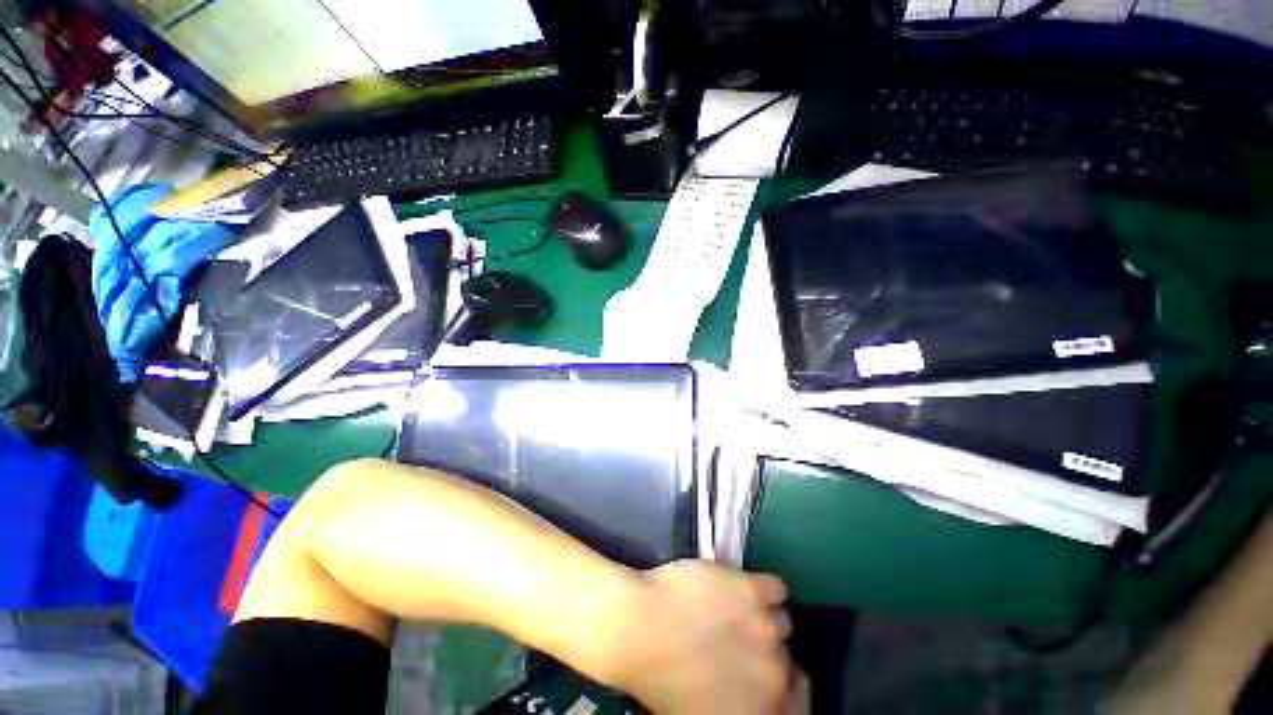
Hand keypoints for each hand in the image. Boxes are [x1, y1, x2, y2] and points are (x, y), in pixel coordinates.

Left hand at [599, 560, 793, 714]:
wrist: (639, 628)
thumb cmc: (659, 676)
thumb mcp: (698, 709)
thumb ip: (734, 703)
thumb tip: (739, 687)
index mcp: (757, 710)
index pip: (791, 698)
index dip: (776, 680)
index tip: (757, 665)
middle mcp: (772, 675)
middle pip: (782, 655)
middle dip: (761, 646)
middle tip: (736, 634)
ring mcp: (766, 629)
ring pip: (780, 620)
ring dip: (760, 615)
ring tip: (735, 608)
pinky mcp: (752, 590)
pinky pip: (777, 588)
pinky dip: (764, 587)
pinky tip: (742, 586)